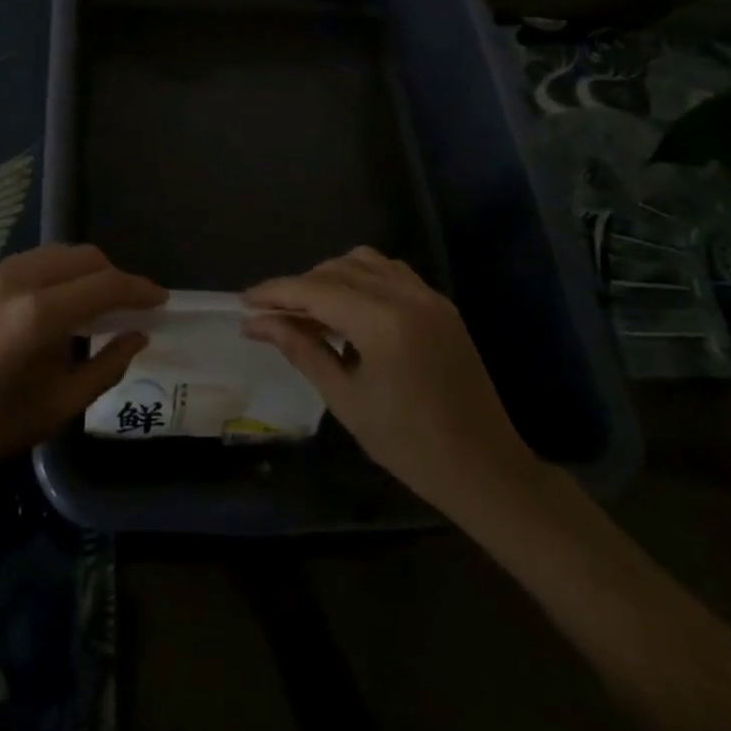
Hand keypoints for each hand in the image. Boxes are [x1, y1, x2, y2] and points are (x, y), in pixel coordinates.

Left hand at [0, 244, 164, 490]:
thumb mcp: (58, 407)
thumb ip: (107, 365)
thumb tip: (138, 335)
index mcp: (38, 315)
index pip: (105, 285)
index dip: (139, 290)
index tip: (161, 300)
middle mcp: (14, 280)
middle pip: (82, 257)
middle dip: (112, 275)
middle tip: (127, 306)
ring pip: (52, 254)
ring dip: (81, 271)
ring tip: (91, 303)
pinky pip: (23, 265)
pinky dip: (49, 276)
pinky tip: (49, 307)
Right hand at [243, 247, 543, 522]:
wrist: (485, 468)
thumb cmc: (410, 446)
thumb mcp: (346, 400)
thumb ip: (301, 350)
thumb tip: (257, 322)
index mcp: (382, 323)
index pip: (316, 290)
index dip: (276, 292)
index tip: (244, 301)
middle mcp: (406, 295)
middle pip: (337, 269)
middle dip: (300, 287)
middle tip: (272, 315)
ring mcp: (427, 295)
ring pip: (364, 262)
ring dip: (330, 277)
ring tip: (309, 310)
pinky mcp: (440, 303)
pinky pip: (391, 272)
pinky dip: (362, 279)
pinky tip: (350, 309)